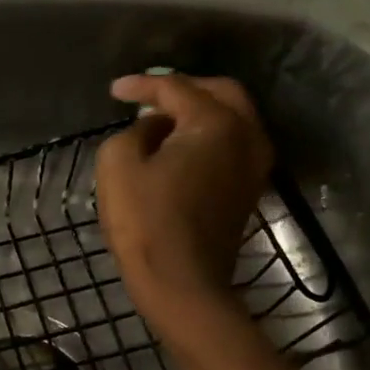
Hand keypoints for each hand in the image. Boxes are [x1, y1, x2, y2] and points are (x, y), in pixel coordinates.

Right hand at [96, 73, 272, 313]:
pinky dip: (209, 135)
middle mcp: (247, 136)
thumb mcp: (117, 162)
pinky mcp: (249, 191)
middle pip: (220, 93)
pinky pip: (233, 144)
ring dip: (200, 111)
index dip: (142, 85)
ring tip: (164, 118)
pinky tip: (180, 145)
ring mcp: (254, 166)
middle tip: (150, 95)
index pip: (176, 88)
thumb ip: (134, 130)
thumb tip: (155, 128)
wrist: (182, 284)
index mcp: (216, 123)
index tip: (114, 91)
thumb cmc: (145, 220)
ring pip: (234, 119)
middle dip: (183, 88)